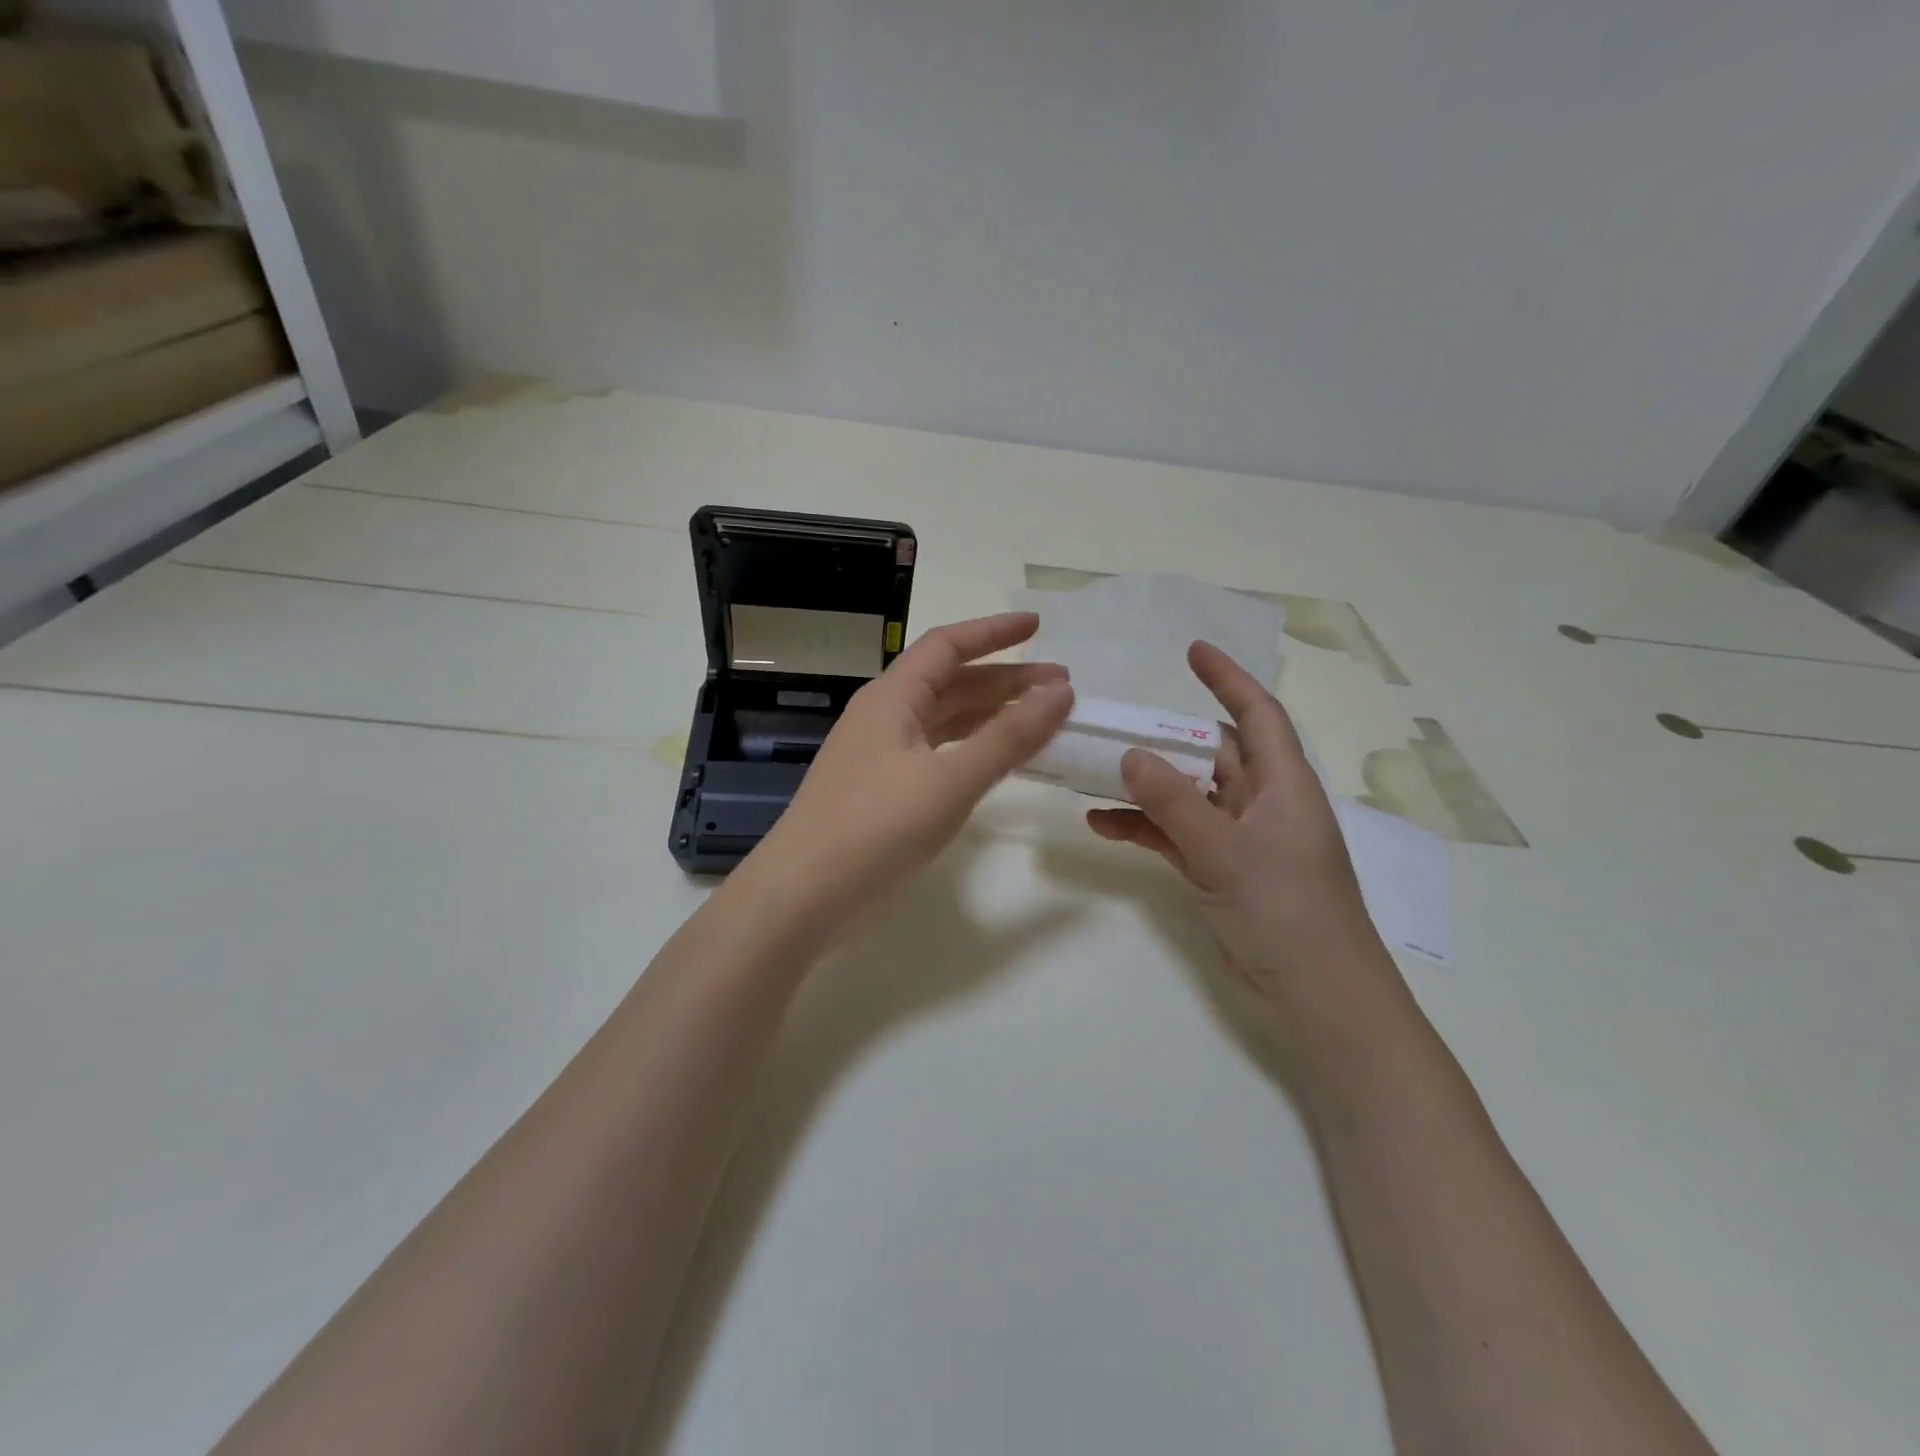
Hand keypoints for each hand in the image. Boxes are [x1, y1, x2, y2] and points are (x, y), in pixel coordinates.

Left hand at [755, 612, 1073, 924]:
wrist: (803, 895)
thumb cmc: (876, 826)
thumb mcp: (950, 779)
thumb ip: (1008, 735)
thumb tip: (1061, 691)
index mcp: (892, 697)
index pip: (947, 645)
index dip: (994, 632)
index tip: (1039, 628)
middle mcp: (885, 716)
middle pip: (951, 683)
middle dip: (1005, 680)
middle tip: (1061, 687)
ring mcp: (882, 756)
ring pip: (945, 721)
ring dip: (992, 715)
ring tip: (1042, 719)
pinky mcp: (884, 792)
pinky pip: (938, 754)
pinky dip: (973, 750)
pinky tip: (999, 761)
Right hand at [1087, 641, 1398, 1034]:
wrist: (1315, 997)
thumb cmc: (1286, 911)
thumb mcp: (1225, 850)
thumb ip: (1174, 802)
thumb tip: (1130, 754)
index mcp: (1283, 784)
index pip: (1256, 714)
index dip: (1227, 679)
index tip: (1192, 651)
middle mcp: (1263, 803)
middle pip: (1212, 754)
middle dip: (1165, 739)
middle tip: (1114, 723)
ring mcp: (1240, 840)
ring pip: (1187, 796)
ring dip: (1145, 787)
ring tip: (1093, 772)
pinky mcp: (1220, 872)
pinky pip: (1175, 836)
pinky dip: (1143, 828)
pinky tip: (1101, 824)